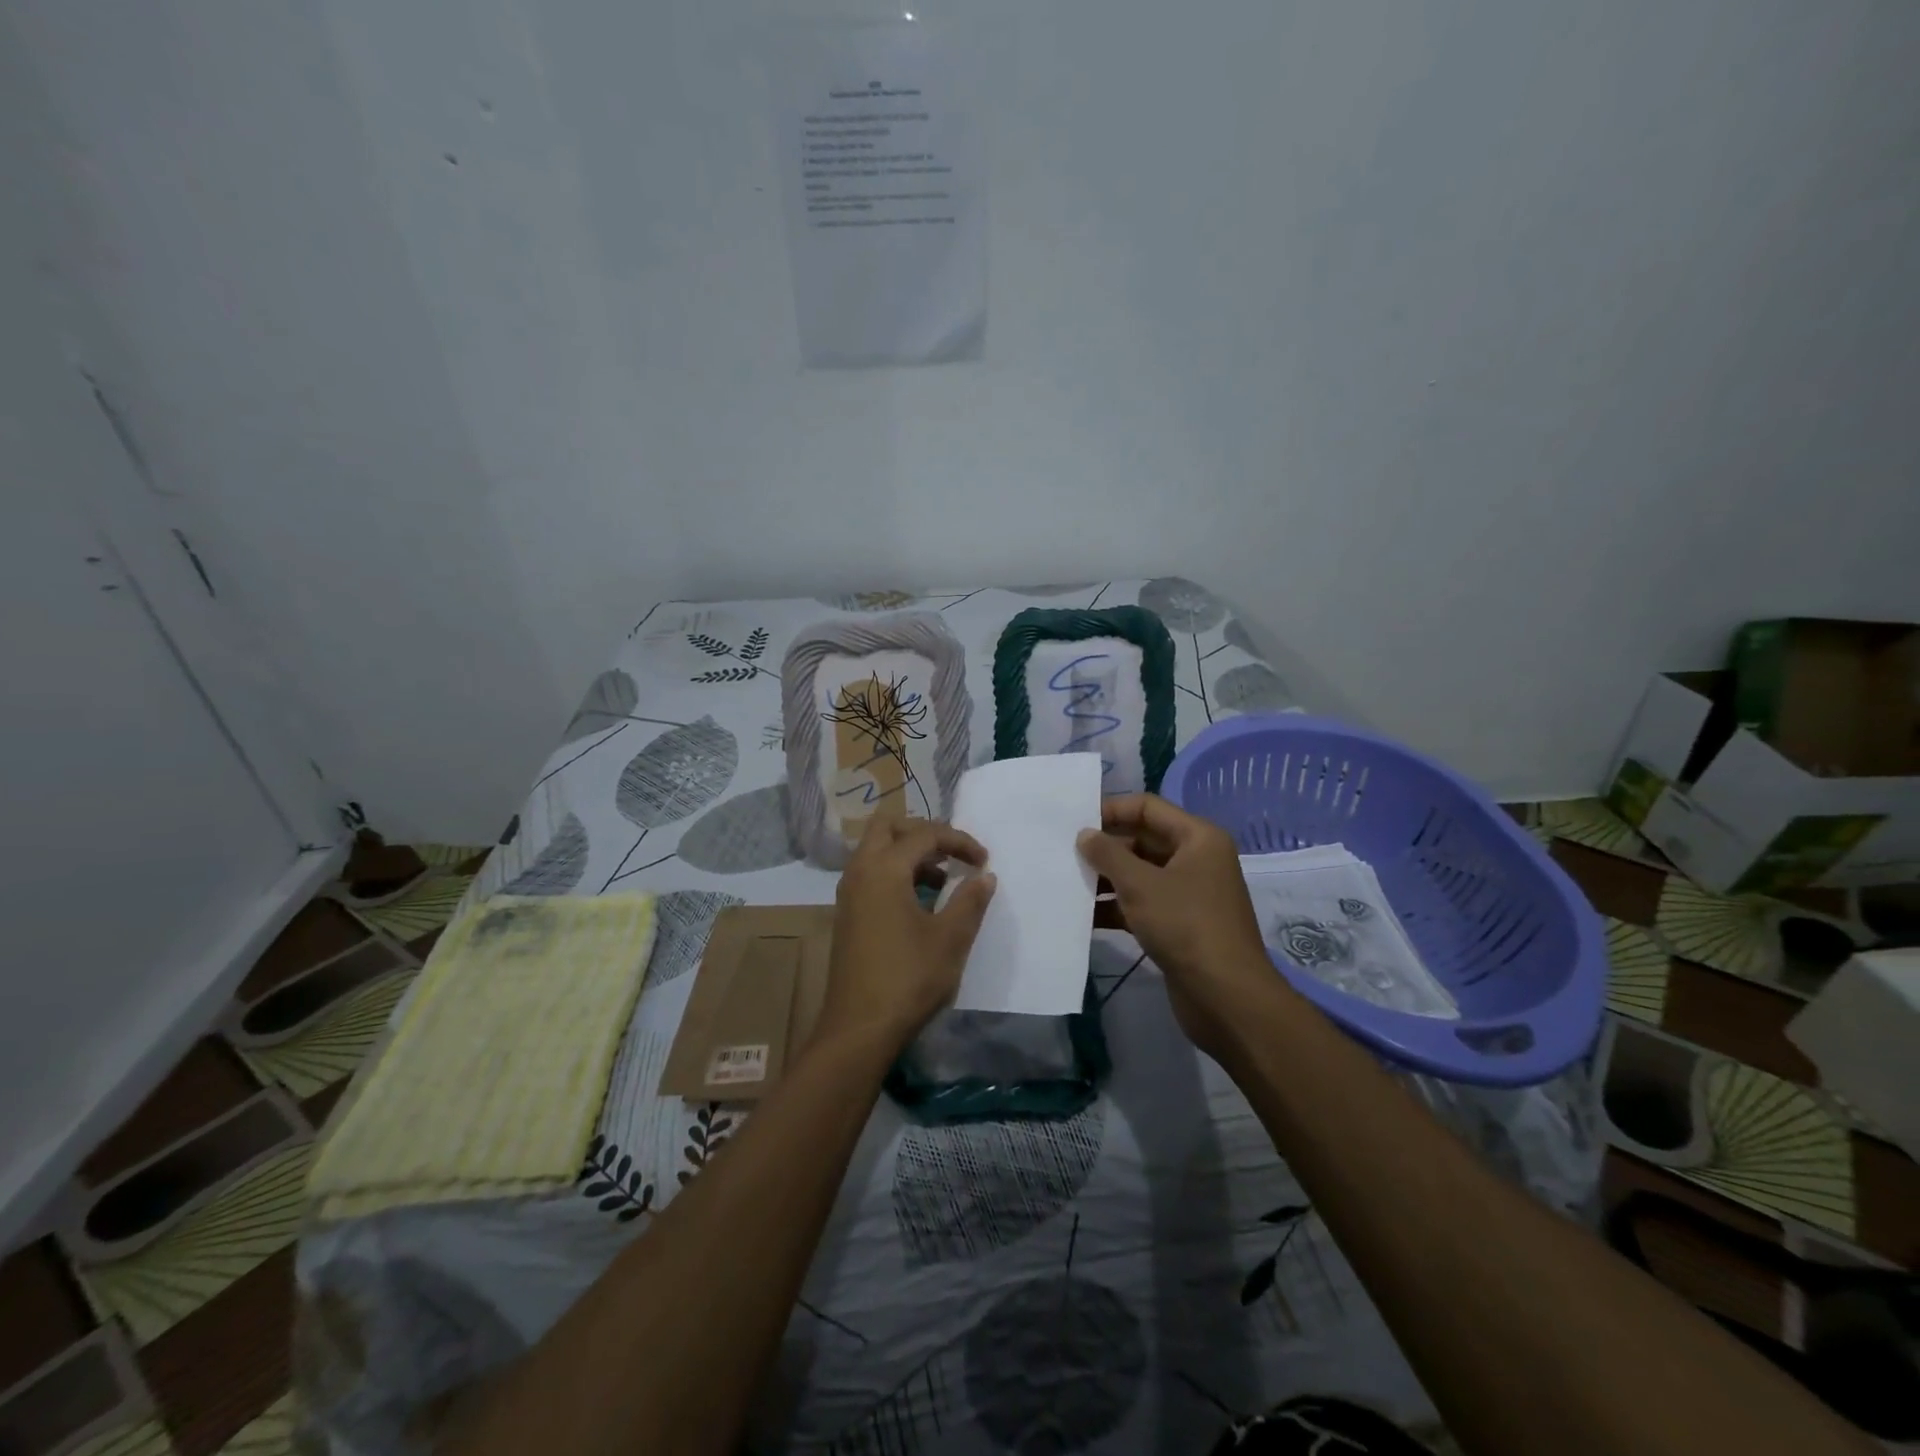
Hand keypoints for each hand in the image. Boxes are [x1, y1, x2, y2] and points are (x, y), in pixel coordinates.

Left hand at [820, 818, 996, 1053]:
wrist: (859, 1029)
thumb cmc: (908, 978)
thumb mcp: (950, 939)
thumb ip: (970, 900)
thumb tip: (984, 876)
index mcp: (884, 869)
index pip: (925, 834)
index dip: (959, 841)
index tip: (984, 862)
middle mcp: (860, 872)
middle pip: (888, 827)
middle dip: (924, 833)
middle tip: (952, 853)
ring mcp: (849, 894)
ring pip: (876, 851)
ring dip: (909, 854)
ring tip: (942, 880)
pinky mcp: (847, 915)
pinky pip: (871, 874)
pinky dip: (896, 873)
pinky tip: (920, 903)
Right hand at [1078, 794, 1284, 1058]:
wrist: (1226, 998)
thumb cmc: (1186, 926)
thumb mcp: (1141, 885)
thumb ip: (1108, 854)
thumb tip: (1084, 834)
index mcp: (1198, 838)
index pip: (1147, 808)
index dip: (1111, 810)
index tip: (1073, 821)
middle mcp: (1196, 859)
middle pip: (1142, 840)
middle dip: (1104, 848)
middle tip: (1063, 853)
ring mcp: (1187, 894)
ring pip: (1139, 875)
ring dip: (1105, 879)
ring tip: (1065, 882)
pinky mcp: (1178, 925)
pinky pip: (1141, 904)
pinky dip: (1114, 907)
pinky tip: (1081, 915)